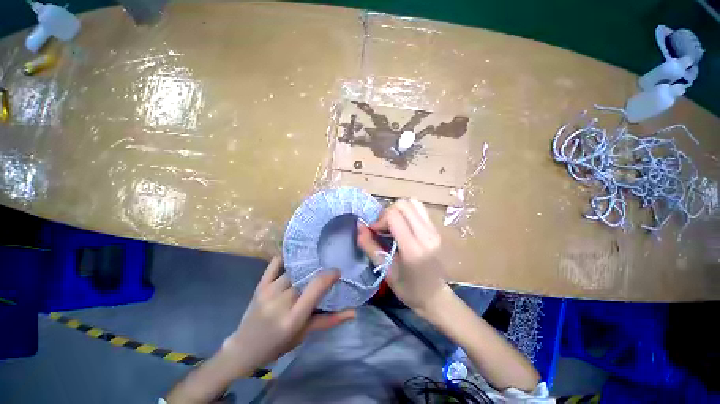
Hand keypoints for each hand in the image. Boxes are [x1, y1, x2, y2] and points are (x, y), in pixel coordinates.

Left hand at [221, 257, 354, 374]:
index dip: (330, 275)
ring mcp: (269, 291)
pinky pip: (275, 264)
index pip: (316, 287)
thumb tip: (353, 312)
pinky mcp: (261, 285)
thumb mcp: (306, 333)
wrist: (245, 348)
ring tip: (313, 264)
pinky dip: (286, 258)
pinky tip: (295, 257)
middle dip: (318, 271)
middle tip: (325, 269)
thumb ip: (330, 320)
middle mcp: (282, 300)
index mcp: (295, 316)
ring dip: (305, 266)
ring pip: (294, 270)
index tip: (337, 272)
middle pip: (306, 276)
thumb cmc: (279, 344)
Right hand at [357, 199, 448, 316]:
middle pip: (404, 205)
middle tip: (383, 228)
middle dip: (388, 212)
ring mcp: (434, 230)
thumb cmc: (408, 289)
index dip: (380, 220)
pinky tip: (403, 225)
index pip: (394, 216)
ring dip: (398, 210)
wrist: (436, 296)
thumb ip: (369, 246)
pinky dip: (407, 212)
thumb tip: (359, 225)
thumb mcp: (385, 270)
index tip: (375, 231)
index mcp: (413, 248)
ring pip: (413, 203)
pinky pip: (420, 209)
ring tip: (392, 225)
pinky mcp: (437, 229)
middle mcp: (427, 235)